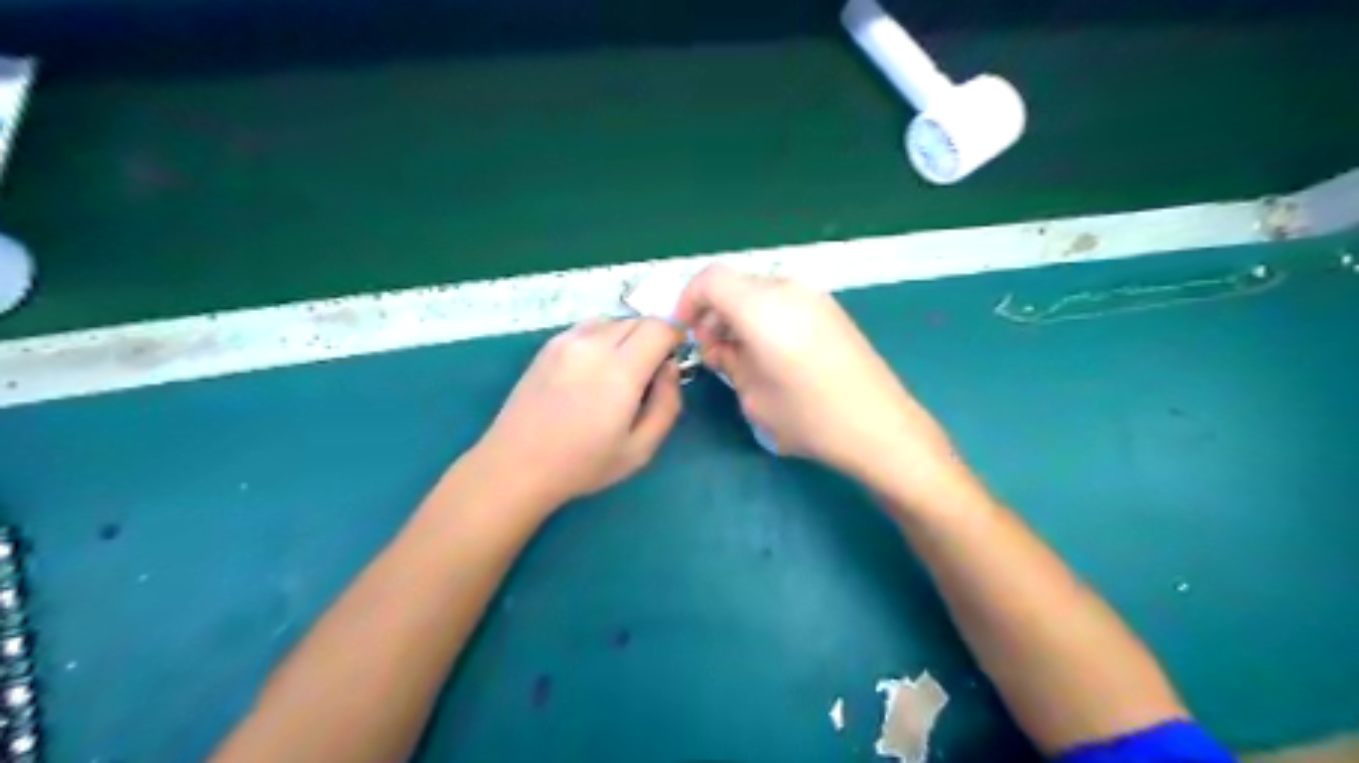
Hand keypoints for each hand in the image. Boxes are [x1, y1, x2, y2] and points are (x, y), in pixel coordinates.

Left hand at [474, 315, 685, 512]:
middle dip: (653, 338)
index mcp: (620, 371)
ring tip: (618, 373)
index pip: (660, 327)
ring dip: (627, 338)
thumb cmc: (583, 465)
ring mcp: (567, 341)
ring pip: (613, 321)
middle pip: (638, 320)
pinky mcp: (549, 345)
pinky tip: (592, 372)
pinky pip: (589, 328)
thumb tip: (670, 368)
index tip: (672, 362)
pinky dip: (602, 339)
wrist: (516, 465)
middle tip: (648, 374)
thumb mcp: (641, 449)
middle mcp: (594, 345)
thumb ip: (667, 404)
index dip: (675, 339)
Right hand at [677, 264, 953, 490]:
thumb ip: (727, 362)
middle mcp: (789, 290)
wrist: (881, 428)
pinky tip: (769, 355)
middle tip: (712, 352)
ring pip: (759, 292)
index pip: (710, 279)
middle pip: (735, 284)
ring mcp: (815, 298)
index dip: (688, 301)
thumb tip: (719, 347)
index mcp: (763, 307)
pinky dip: (764, 318)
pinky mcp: (831, 311)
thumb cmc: (810, 418)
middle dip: (713, 312)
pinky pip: (783, 302)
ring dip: (739, 316)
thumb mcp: (753, 396)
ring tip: (740, 358)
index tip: (684, 333)